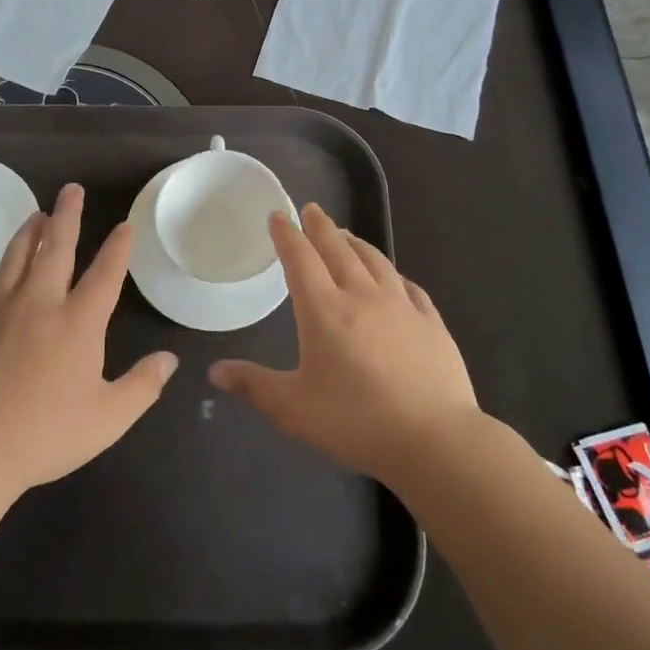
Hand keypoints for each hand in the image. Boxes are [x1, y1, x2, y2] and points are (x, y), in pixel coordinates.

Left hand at [0, 183, 176, 498]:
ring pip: (18, 255)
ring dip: (31, 231)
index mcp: (78, 322)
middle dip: (67, 215)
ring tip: (38, 213)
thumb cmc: (44, 434)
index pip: (104, 274)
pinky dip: (1, 266)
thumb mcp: (108, 418)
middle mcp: (40, 303)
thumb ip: (142, 386)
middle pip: (56, 247)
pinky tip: (1, 268)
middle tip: (72, 189)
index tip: (124, 225)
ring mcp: (1, 308)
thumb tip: (169, 359)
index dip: (117, 248)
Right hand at [208, 203, 480, 486]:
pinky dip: (395, 275)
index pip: (300, 260)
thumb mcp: (293, 409)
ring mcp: (402, 307)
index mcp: (324, 311)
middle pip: (339, 250)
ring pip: (375, 262)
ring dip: (357, 243)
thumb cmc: (355, 422)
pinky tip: (395, 277)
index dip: (287, 235)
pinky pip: (410, 287)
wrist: (435, 440)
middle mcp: (362, 297)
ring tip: (346, 234)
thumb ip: (254, 386)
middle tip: (312, 209)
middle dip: (321, 227)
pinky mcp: (432, 324)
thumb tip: (214, 372)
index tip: (278, 215)